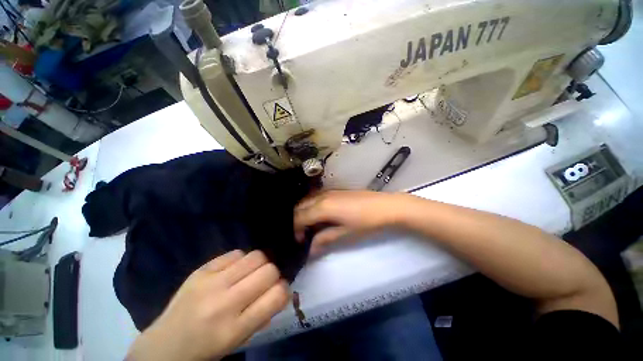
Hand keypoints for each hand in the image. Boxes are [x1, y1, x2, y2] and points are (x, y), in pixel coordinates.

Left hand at [127, 250, 288, 360]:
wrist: (165, 345)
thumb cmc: (207, 347)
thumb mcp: (239, 340)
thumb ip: (263, 314)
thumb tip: (280, 288)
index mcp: (235, 328)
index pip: (277, 295)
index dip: (284, 289)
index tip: (279, 291)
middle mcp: (224, 303)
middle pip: (269, 270)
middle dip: (273, 274)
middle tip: (264, 281)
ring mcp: (210, 283)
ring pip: (255, 256)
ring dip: (260, 264)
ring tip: (250, 273)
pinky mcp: (201, 270)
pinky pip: (235, 253)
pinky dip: (241, 260)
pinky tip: (233, 271)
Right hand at [294, 191, 411, 254]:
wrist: (385, 206)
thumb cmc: (365, 222)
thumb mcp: (344, 234)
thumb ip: (324, 239)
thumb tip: (310, 250)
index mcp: (322, 207)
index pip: (299, 217)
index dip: (295, 230)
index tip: (300, 241)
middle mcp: (322, 196)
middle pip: (300, 207)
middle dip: (297, 220)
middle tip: (303, 234)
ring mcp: (329, 191)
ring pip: (307, 200)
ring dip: (304, 212)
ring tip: (309, 225)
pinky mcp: (335, 190)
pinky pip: (316, 197)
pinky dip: (312, 206)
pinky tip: (319, 215)